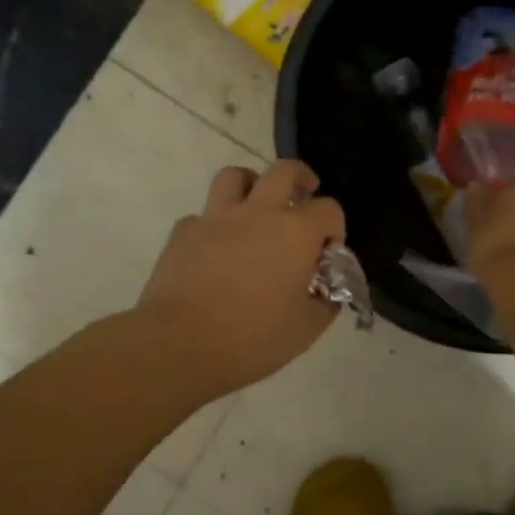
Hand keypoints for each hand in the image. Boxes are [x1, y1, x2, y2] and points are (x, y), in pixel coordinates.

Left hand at [135, 160, 346, 396]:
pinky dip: (212, 225)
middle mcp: (258, 212)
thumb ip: (325, 302)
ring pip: (235, 176)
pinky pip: (201, 216)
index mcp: (295, 233)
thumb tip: (329, 290)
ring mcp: (216, 218)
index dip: (335, 228)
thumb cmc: (252, 337)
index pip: (329, 210)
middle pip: (284, 171)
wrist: (179, 343)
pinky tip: (214, 249)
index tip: (327, 253)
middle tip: (303, 194)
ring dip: (251, 184)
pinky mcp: (183, 232)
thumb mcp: (306, 329)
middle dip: (301, 178)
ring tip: (255, 206)